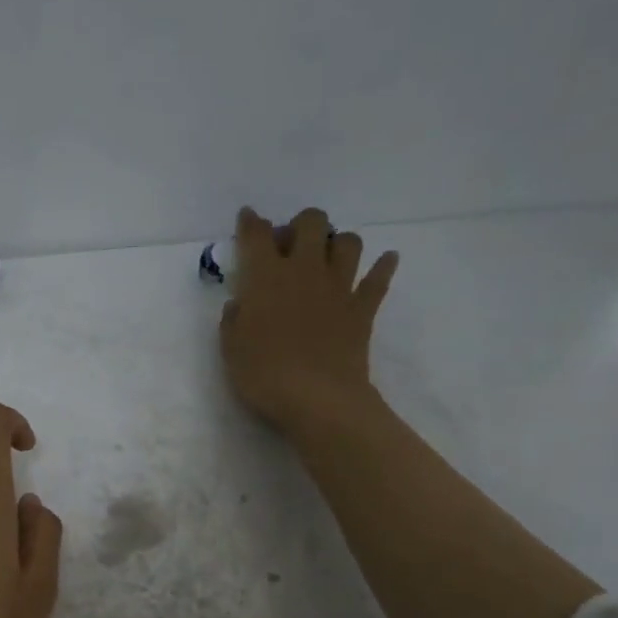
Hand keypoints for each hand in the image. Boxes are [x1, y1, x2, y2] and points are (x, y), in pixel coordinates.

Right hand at [220, 206, 398, 436]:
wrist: (318, 399)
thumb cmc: (264, 374)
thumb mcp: (231, 349)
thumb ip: (233, 320)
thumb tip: (239, 303)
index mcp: (265, 277)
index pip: (256, 235)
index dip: (250, 223)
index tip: (247, 219)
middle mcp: (304, 270)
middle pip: (311, 223)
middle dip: (300, 225)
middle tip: (290, 246)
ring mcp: (339, 287)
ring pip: (348, 242)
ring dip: (337, 243)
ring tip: (327, 258)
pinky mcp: (363, 308)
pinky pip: (379, 279)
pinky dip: (383, 267)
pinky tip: (386, 261)